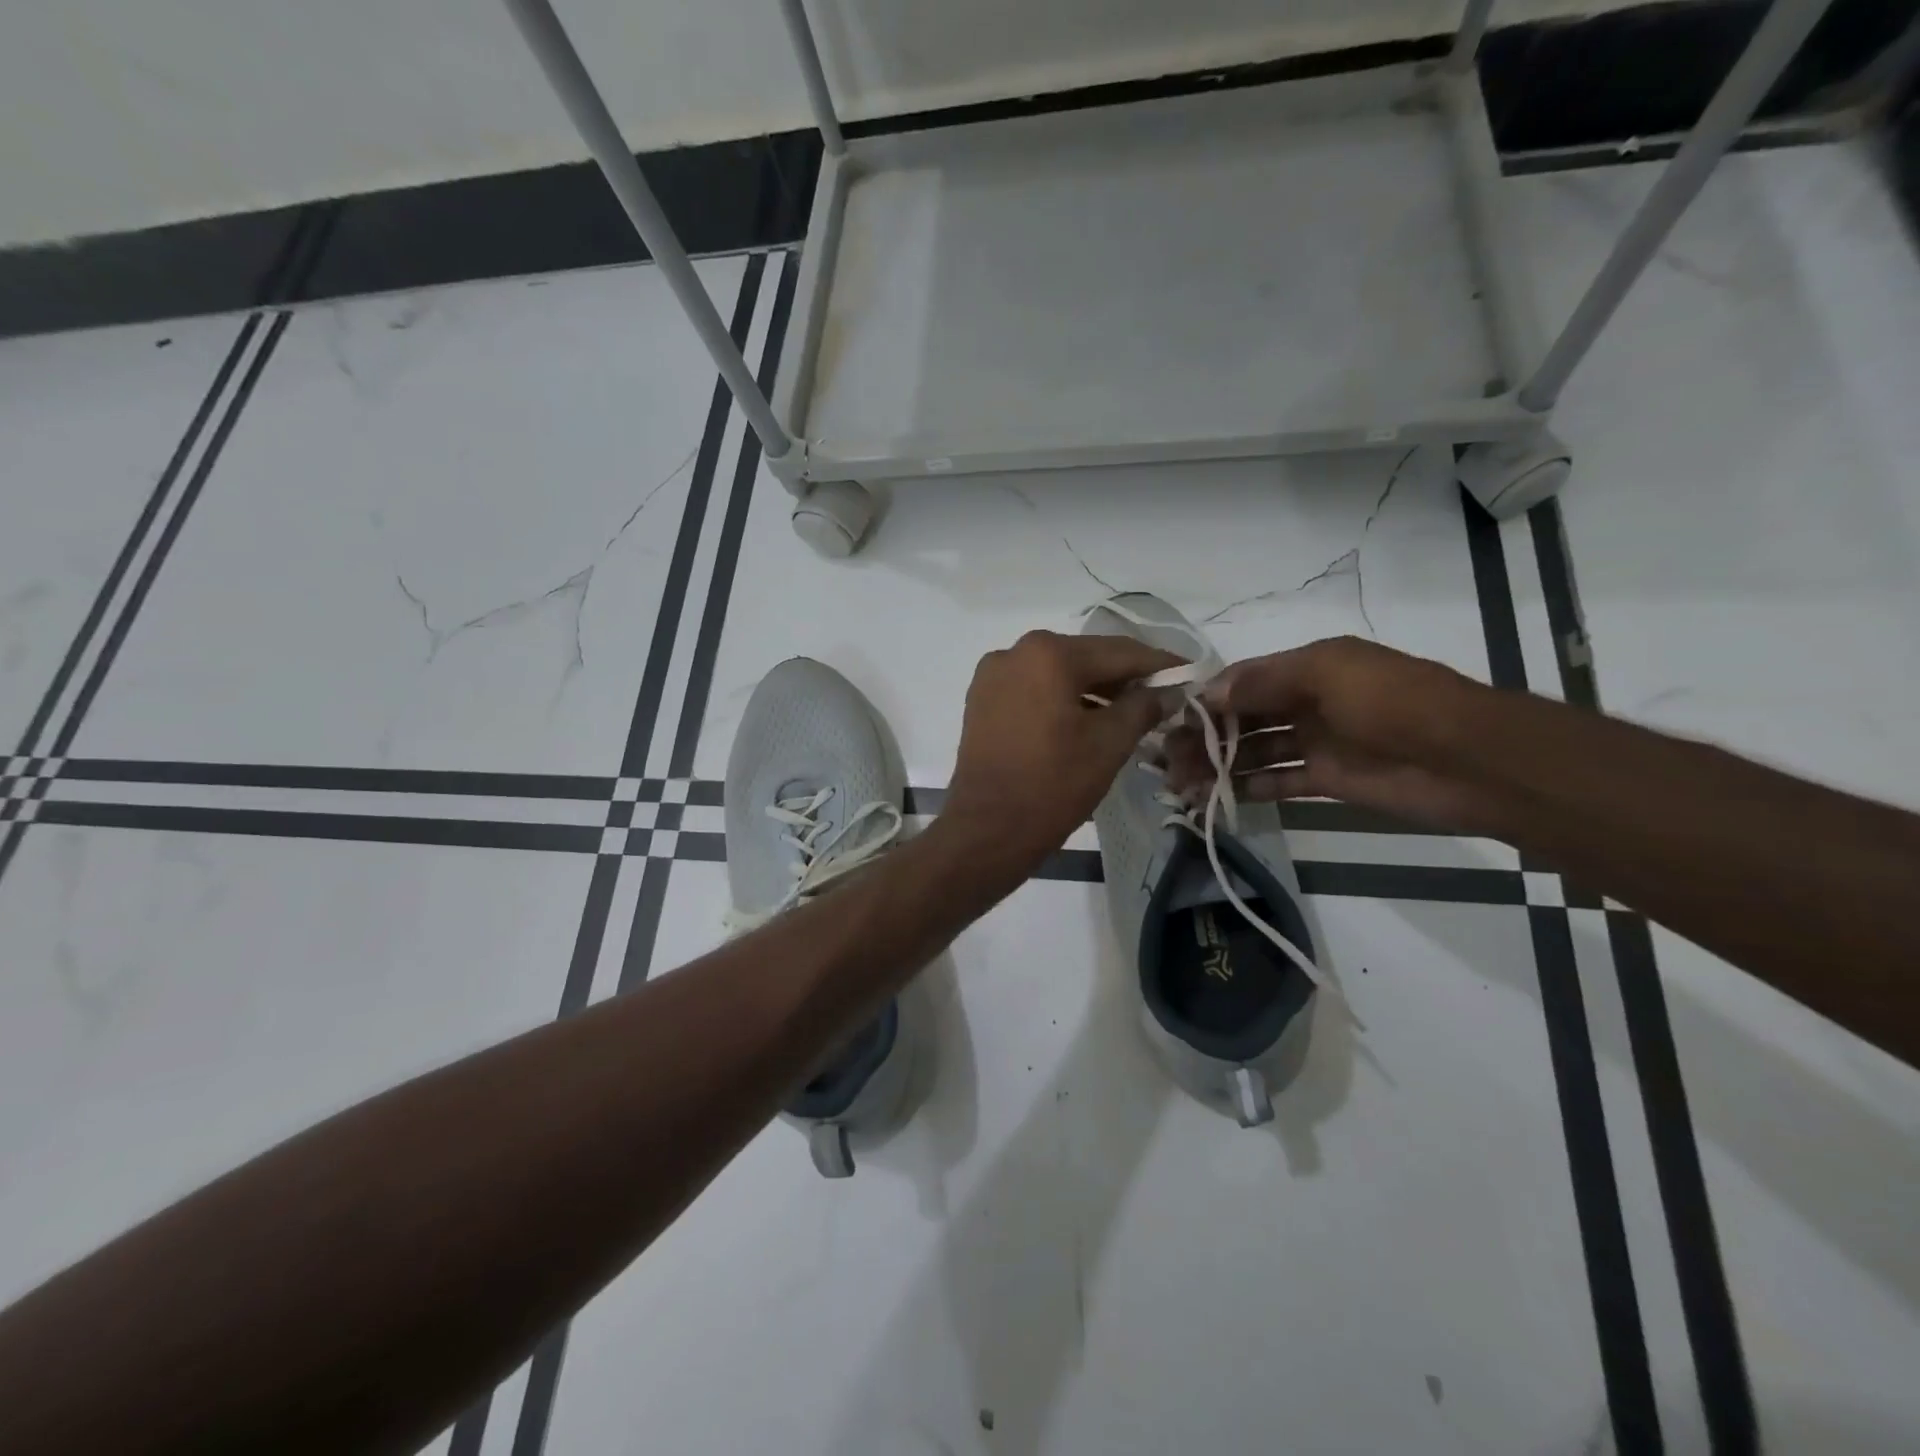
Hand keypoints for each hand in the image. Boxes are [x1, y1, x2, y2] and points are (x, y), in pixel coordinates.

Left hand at [944, 631, 1182, 879]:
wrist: (987, 830)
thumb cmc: (1053, 784)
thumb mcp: (1109, 743)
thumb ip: (1144, 706)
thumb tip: (1171, 690)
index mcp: (1048, 653)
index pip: (1119, 652)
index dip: (1159, 664)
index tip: (1191, 673)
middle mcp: (1015, 651)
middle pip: (1086, 658)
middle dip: (1125, 677)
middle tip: (1165, 695)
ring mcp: (993, 676)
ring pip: (1058, 673)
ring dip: (1095, 689)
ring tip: (1131, 712)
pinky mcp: (982, 701)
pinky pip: (1034, 689)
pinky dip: (1063, 699)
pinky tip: (1088, 719)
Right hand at [1163, 636, 1489, 830]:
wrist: (1469, 761)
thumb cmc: (1395, 703)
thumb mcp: (1328, 673)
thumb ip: (1265, 682)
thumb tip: (1208, 692)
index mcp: (1308, 668)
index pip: (1243, 681)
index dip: (1205, 699)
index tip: (1168, 721)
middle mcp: (1307, 702)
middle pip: (1242, 717)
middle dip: (1203, 735)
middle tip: (1165, 761)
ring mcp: (1317, 742)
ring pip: (1253, 751)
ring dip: (1218, 764)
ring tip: (1180, 783)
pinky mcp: (1328, 780)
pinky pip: (1277, 781)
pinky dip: (1248, 787)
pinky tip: (1216, 797)